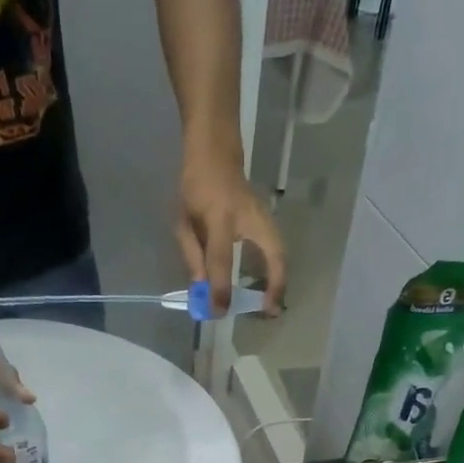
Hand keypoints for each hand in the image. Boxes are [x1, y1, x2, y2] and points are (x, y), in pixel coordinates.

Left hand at [177, 143, 287, 314]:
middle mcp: (248, 217)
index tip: (218, 311)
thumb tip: (203, 291)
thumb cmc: (195, 187)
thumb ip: (193, 256)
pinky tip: (270, 287)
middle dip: (275, 283)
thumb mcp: (183, 221)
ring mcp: (263, 215)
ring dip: (280, 279)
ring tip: (272, 305)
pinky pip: (275, 248)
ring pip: (280, 251)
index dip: (220, 287)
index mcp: (219, 217)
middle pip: (273, 252)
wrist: (216, 151)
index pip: (221, 259)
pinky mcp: (268, 219)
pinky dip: (276, 269)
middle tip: (270, 311)